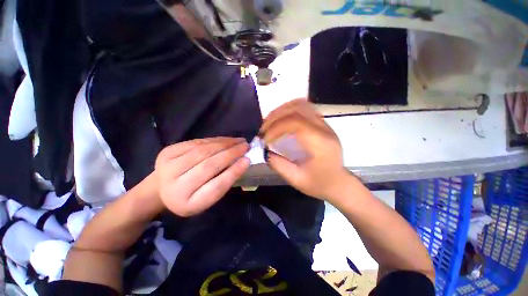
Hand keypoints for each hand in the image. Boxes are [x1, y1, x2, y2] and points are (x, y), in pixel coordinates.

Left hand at [155, 137, 249, 216]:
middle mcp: (175, 185)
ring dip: (225, 143)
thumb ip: (223, 183)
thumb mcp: (207, 198)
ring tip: (239, 141)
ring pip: (203, 151)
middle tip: (246, 146)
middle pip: (209, 165)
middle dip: (231, 153)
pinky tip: (226, 140)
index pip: (216, 186)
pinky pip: (196, 143)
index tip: (247, 160)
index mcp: (188, 203)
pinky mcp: (167, 152)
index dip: (233, 172)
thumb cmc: (190, 196)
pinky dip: (214, 140)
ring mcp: (168, 166)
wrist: (161, 188)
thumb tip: (242, 162)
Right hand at [260, 99, 351, 199]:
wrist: (339, 183)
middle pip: (298, 109)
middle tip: (263, 129)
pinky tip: (281, 121)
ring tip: (270, 122)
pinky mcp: (322, 125)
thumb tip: (265, 151)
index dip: (275, 128)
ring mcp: (325, 125)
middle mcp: (324, 129)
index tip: (264, 139)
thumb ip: (279, 164)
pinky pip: (304, 109)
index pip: (295, 123)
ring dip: (282, 111)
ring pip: (302, 105)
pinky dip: (289, 111)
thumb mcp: (296, 179)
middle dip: (276, 117)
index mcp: (320, 143)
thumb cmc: (319, 184)